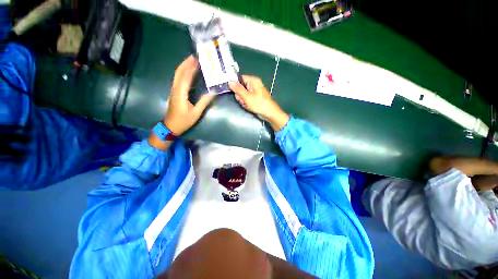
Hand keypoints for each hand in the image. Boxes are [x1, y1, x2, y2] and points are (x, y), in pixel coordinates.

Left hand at [164, 55, 214, 134]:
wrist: (171, 126)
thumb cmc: (184, 120)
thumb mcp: (196, 113)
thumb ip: (204, 102)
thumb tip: (213, 92)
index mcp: (180, 93)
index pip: (185, 76)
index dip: (191, 67)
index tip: (197, 59)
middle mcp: (175, 88)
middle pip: (179, 72)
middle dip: (186, 63)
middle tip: (195, 56)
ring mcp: (174, 90)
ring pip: (177, 74)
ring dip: (184, 66)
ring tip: (193, 61)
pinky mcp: (175, 92)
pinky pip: (178, 79)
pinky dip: (184, 73)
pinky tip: (189, 72)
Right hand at [229, 75, 288, 130]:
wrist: (269, 113)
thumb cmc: (259, 104)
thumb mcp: (247, 96)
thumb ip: (238, 89)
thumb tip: (230, 81)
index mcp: (253, 81)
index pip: (240, 78)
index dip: (235, 84)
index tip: (232, 91)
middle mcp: (254, 84)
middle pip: (241, 87)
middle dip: (240, 95)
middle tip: (243, 100)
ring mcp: (254, 92)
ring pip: (243, 94)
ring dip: (243, 100)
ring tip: (247, 104)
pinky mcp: (255, 98)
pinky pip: (247, 99)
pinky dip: (246, 103)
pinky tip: (249, 106)